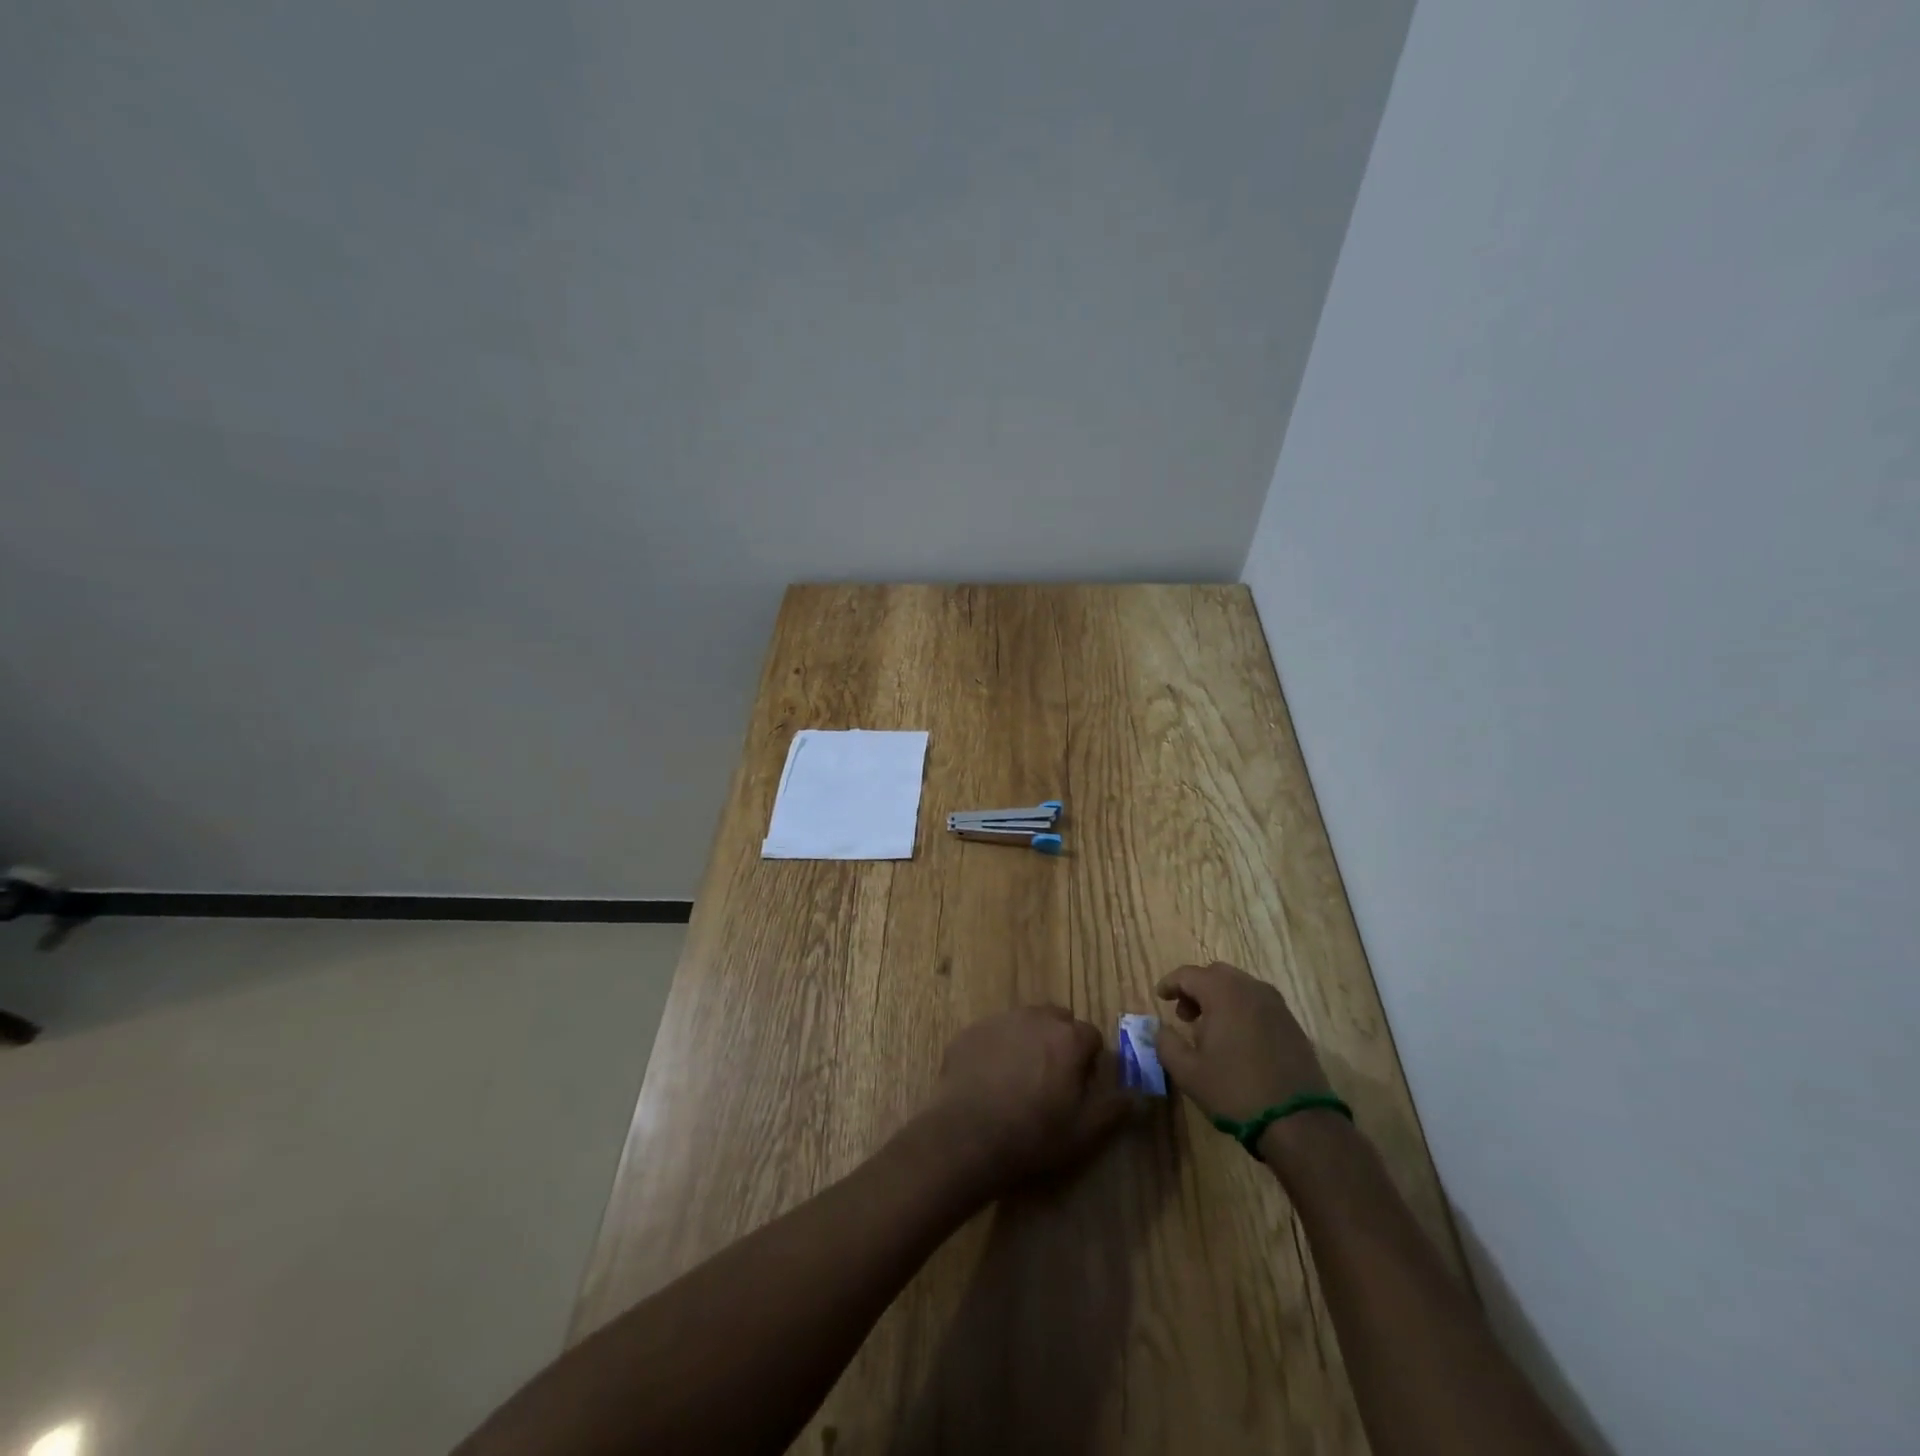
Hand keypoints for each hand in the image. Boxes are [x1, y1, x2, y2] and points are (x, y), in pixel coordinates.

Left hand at [924, 1005, 1134, 1195]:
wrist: (967, 1133)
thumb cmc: (1034, 1134)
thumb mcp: (1085, 1131)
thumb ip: (1114, 1107)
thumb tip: (1136, 1094)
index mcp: (1068, 1037)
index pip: (1091, 1036)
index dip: (1088, 1061)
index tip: (1079, 1086)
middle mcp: (1036, 1018)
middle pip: (1057, 1020)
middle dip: (1060, 1042)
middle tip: (1051, 1079)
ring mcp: (1000, 1020)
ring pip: (1025, 1023)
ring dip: (1029, 1041)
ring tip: (1019, 1078)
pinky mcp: (972, 1030)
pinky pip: (995, 1033)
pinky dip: (998, 1048)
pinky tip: (990, 1079)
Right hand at [1153, 962, 1330, 1120]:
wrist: (1299, 1122)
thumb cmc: (1236, 1091)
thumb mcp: (1188, 1072)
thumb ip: (1166, 1044)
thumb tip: (1161, 1029)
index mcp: (1224, 993)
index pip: (1189, 974)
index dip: (1170, 983)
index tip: (1160, 997)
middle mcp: (1251, 989)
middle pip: (1216, 974)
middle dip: (1196, 989)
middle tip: (1185, 1016)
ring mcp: (1276, 1005)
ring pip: (1239, 986)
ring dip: (1219, 999)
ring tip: (1210, 1030)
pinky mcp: (1292, 1023)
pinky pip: (1258, 1003)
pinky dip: (1241, 1009)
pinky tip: (1237, 1040)